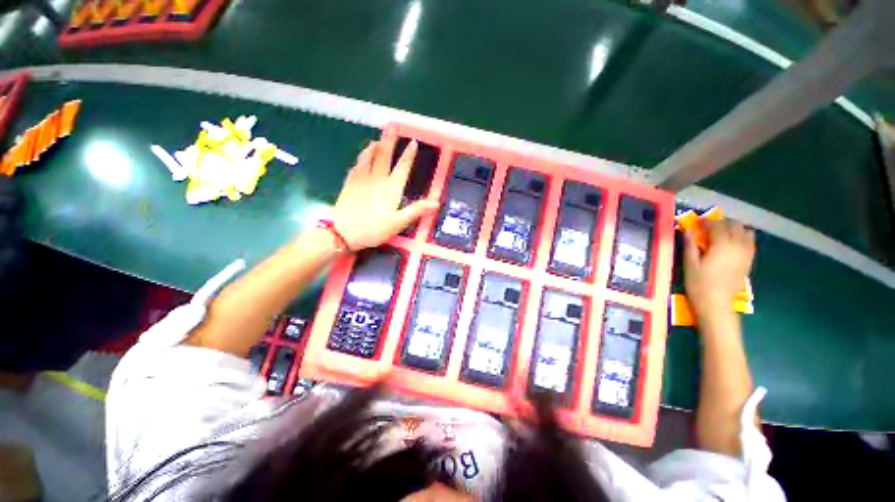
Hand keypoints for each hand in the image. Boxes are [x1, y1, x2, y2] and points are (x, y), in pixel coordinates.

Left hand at [331, 136, 439, 250]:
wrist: (343, 232)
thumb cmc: (373, 229)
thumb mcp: (399, 222)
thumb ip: (416, 210)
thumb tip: (436, 202)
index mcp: (391, 188)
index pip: (402, 168)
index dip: (409, 155)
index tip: (413, 142)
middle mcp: (376, 180)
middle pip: (384, 157)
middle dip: (389, 144)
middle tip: (391, 131)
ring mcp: (360, 180)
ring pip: (367, 159)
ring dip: (373, 148)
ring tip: (376, 141)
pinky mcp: (349, 185)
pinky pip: (356, 167)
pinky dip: (360, 160)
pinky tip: (360, 160)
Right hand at [684, 219, 754, 314]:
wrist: (717, 304)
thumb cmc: (699, 284)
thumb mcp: (690, 265)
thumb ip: (690, 246)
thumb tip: (688, 231)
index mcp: (722, 246)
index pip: (717, 226)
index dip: (708, 221)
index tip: (698, 221)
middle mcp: (737, 246)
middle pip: (735, 226)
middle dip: (723, 222)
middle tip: (710, 226)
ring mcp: (746, 254)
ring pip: (747, 232)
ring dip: (735, 229)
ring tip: (723, 233)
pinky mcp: (748, 261)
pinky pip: (750, 243)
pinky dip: (743, 238)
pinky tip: (732, 243)